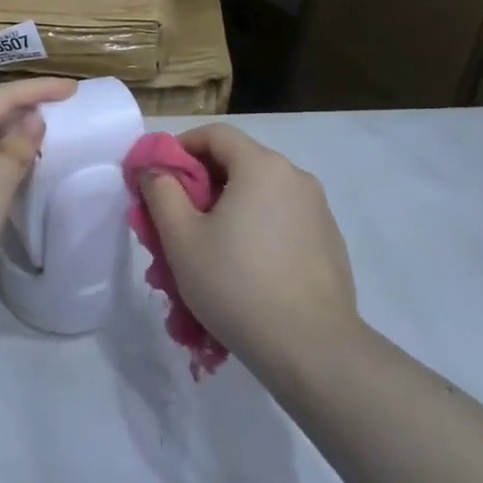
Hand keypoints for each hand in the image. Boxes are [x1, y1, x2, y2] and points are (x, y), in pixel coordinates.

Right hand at [139, 123, 359, 373]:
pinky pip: (280, 223)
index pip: (215, 134)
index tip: (158, 180)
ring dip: (226, 214)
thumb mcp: (181, 238)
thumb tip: (154, 168)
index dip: (180, 148)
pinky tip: (241, 273)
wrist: (311, 349)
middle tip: (174, 224)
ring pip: (258, 198)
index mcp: (261, 166)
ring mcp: (318, 211)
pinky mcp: (328, 242)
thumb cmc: (235, 284)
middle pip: (237, 165)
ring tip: (204, 256)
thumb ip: (160, 191)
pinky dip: (254, 233)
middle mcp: (295, 178)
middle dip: (200, 187)